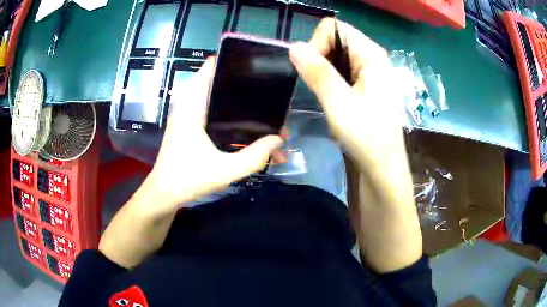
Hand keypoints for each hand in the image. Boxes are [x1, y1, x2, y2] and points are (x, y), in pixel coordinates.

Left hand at [141, 58, 282, 218]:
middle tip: (272, 95)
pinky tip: (251, 132)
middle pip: (221, 82)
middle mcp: (191, 104)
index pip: (211, 67)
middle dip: (247, 87)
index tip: (259, 67)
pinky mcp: (194, 127)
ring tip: (268, 115)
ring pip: (221, 99)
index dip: (234, 62)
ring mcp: (192, 116)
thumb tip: (279, 140)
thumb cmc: (187, 180)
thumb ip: (254, 157)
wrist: (164, 196)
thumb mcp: (224, 171)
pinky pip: (217, 114)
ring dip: (243, 106)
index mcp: (192, 105)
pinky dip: (234, 118)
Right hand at [289, 18, 406, 173]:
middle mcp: (373, 57)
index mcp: (371, 55)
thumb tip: (294, 47)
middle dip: (319, 57)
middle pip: (335, 38)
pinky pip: (342, 68)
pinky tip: (333, 97)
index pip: (334, 28)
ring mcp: (371, 70)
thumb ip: (318, 73)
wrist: (383, 167)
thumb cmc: (367, 138)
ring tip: (327, 94)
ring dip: (324, 70)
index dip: (317, 44)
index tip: (313, 72)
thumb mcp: (340, 104)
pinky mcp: (367, 83)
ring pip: (336, 54)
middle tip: (319, 86)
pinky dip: (331, 78)